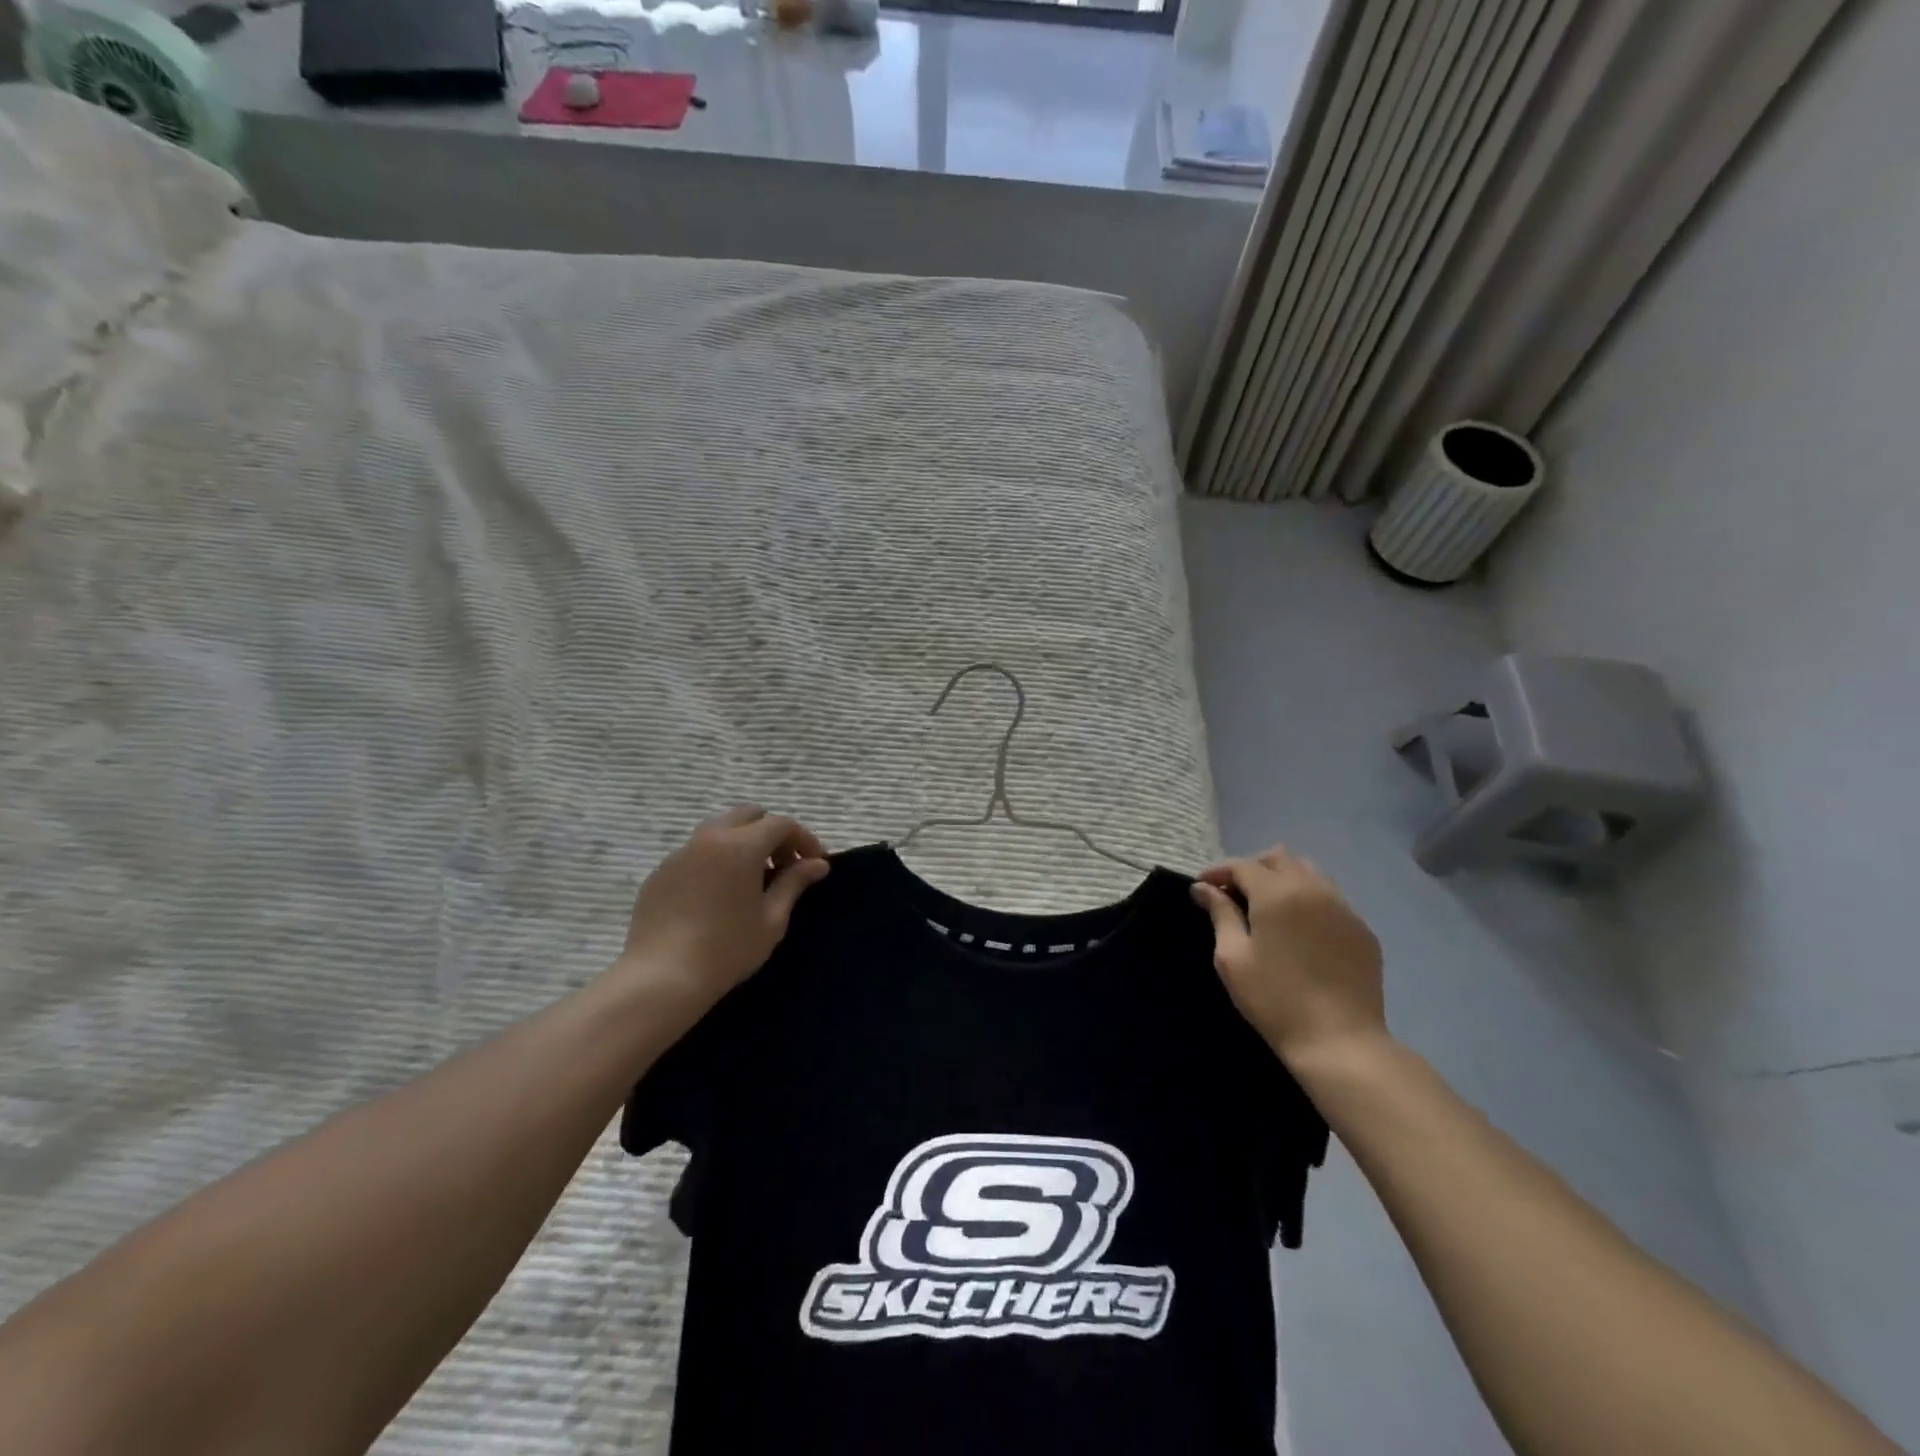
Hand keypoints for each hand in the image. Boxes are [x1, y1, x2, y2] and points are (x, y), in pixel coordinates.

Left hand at [613, 807, 829, 1014]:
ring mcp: (680, 853)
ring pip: (719, 829)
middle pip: (748, 816)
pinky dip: (716, 859)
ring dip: (743, 842)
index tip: (815, 864)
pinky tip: (718, 894)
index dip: (804, 839)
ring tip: (751, 879)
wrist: (662, 977)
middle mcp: (709, 838)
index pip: (781, 824)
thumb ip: (794, 883)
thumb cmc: (728, 948)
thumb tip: (817, 864)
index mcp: (741, 846)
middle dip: (772, 833)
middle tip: (783, 866)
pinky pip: (695, 852)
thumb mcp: (772, 919)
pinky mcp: (661, 872)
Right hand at [1191, 848, 1386, 1068]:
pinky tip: (1299, 929)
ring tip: (1267, 908)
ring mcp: (1344, 908)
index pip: (1242, 866)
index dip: (1218, 872)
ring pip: (1309, 873)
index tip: (1201, 888)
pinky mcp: (1362, 930)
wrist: (1340, 1041)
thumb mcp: (1233, 957)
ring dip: (1283, 880)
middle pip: (1279, 858)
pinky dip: (1309, 900)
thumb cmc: (1275, 999)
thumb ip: (1220, 914)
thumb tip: (1204, 888)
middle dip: (1252, 869)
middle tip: (1234, 895)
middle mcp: (1313, 889)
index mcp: (1277, 893)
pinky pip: (1331, 899)